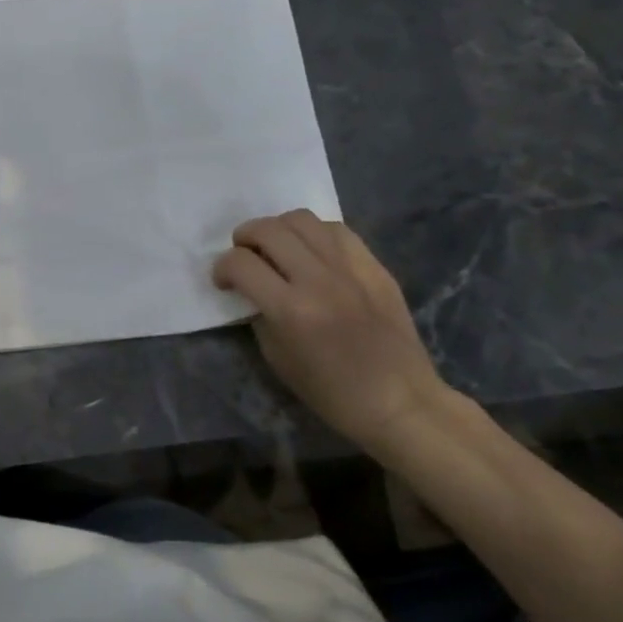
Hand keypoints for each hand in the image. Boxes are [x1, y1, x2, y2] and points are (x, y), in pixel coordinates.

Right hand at [214, 210, 453, 454]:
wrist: (400, 402)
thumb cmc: (331, 392)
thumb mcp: (277, 358)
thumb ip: (259, 314)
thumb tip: (250, 287)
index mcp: (291, 310)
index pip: (240, 263)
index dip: (221, 268)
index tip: (223, 281)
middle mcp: (319, 279)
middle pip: (268, 230)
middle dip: (244, 238)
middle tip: (245, 257)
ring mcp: (351, 269)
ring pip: (301, 219)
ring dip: (278, 229)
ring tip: (277, 248)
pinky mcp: (375, 267)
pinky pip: (336, 230)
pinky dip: (314, 234)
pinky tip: (312, 252)